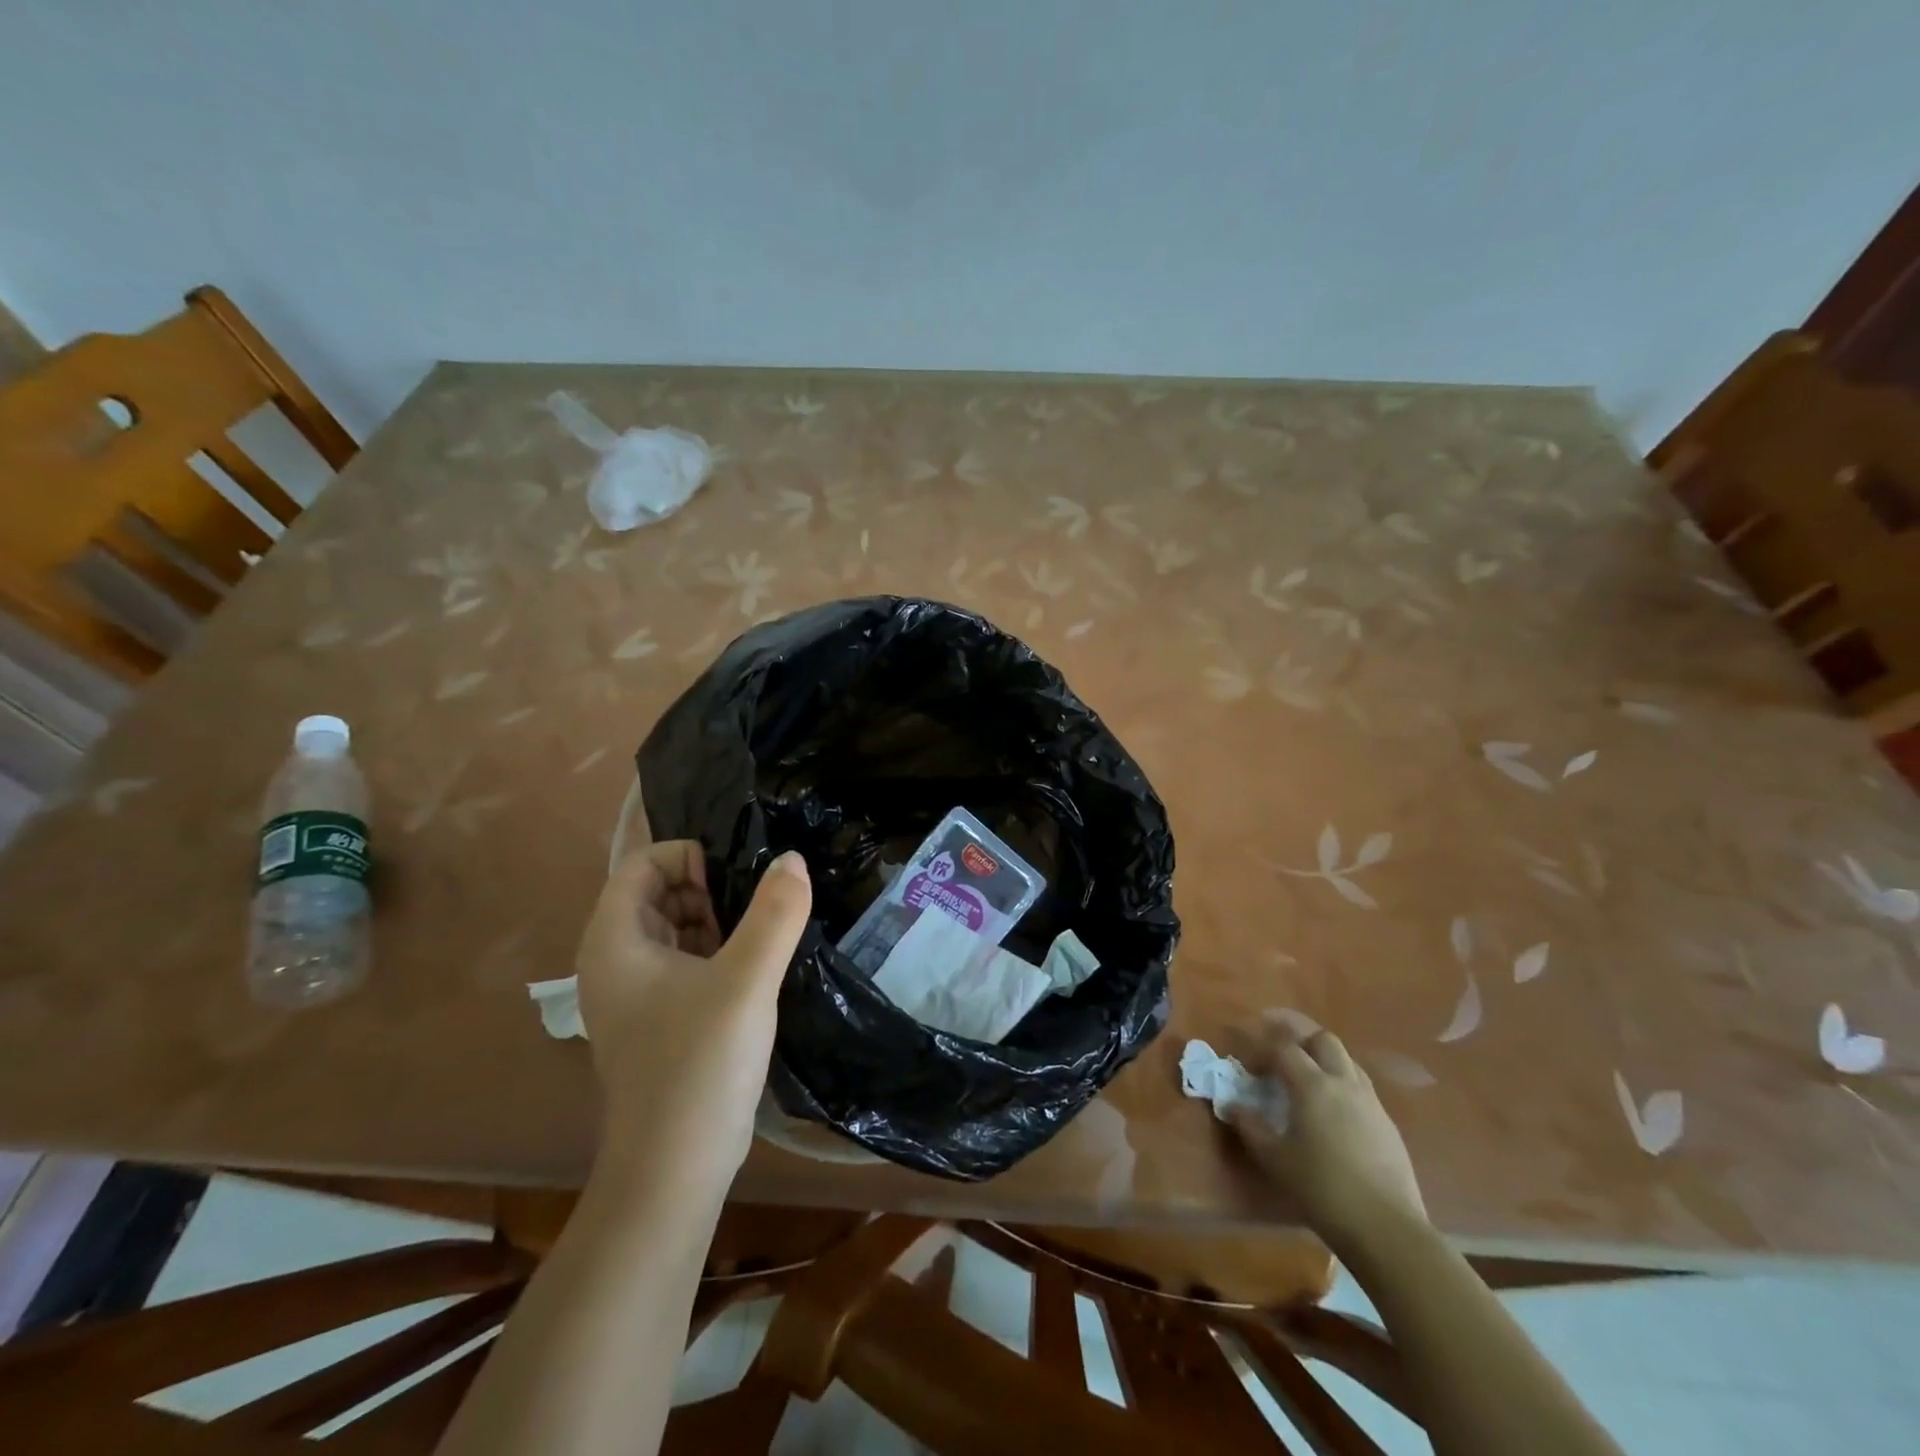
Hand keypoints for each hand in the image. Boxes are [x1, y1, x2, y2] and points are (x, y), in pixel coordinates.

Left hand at [575, 843, 811, 1181]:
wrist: (675, 1171)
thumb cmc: (698, 1065)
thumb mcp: (746, 981)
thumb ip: (774, 914)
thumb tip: (793, 860)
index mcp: (615, 941)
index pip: (643, 864)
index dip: (691, 857)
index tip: (740, 877)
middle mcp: (616, 960)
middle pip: (661, 893)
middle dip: (712, 888)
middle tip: (763, 905)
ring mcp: (638, 993)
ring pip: (679, 928)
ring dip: (722, 921)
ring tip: (769, 931)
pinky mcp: (662, 1018)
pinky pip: (689, 962)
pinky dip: (721, 951)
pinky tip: (760, 965)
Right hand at [1228, 1022, 1427, 1254]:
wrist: (1388, 1230)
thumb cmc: (1322, 1190)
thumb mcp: (1274, 1159)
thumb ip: (1249, 1126)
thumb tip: (1233, 1104)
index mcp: (1313, 1085)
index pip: (1283, 1048)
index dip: (1261, 1049)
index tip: (1247, 1065)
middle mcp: (1344, 1083)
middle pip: (1322, 1040)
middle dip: (1298, 1038)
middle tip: (1278, 1054)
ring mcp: (1371, 1103)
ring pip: (1347, 1060)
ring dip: (1323, 1059)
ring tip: (1306, 1078)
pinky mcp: (1388, 1125)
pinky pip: (1361, 1087)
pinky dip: (1341, 1084)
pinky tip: (1333, 1110)